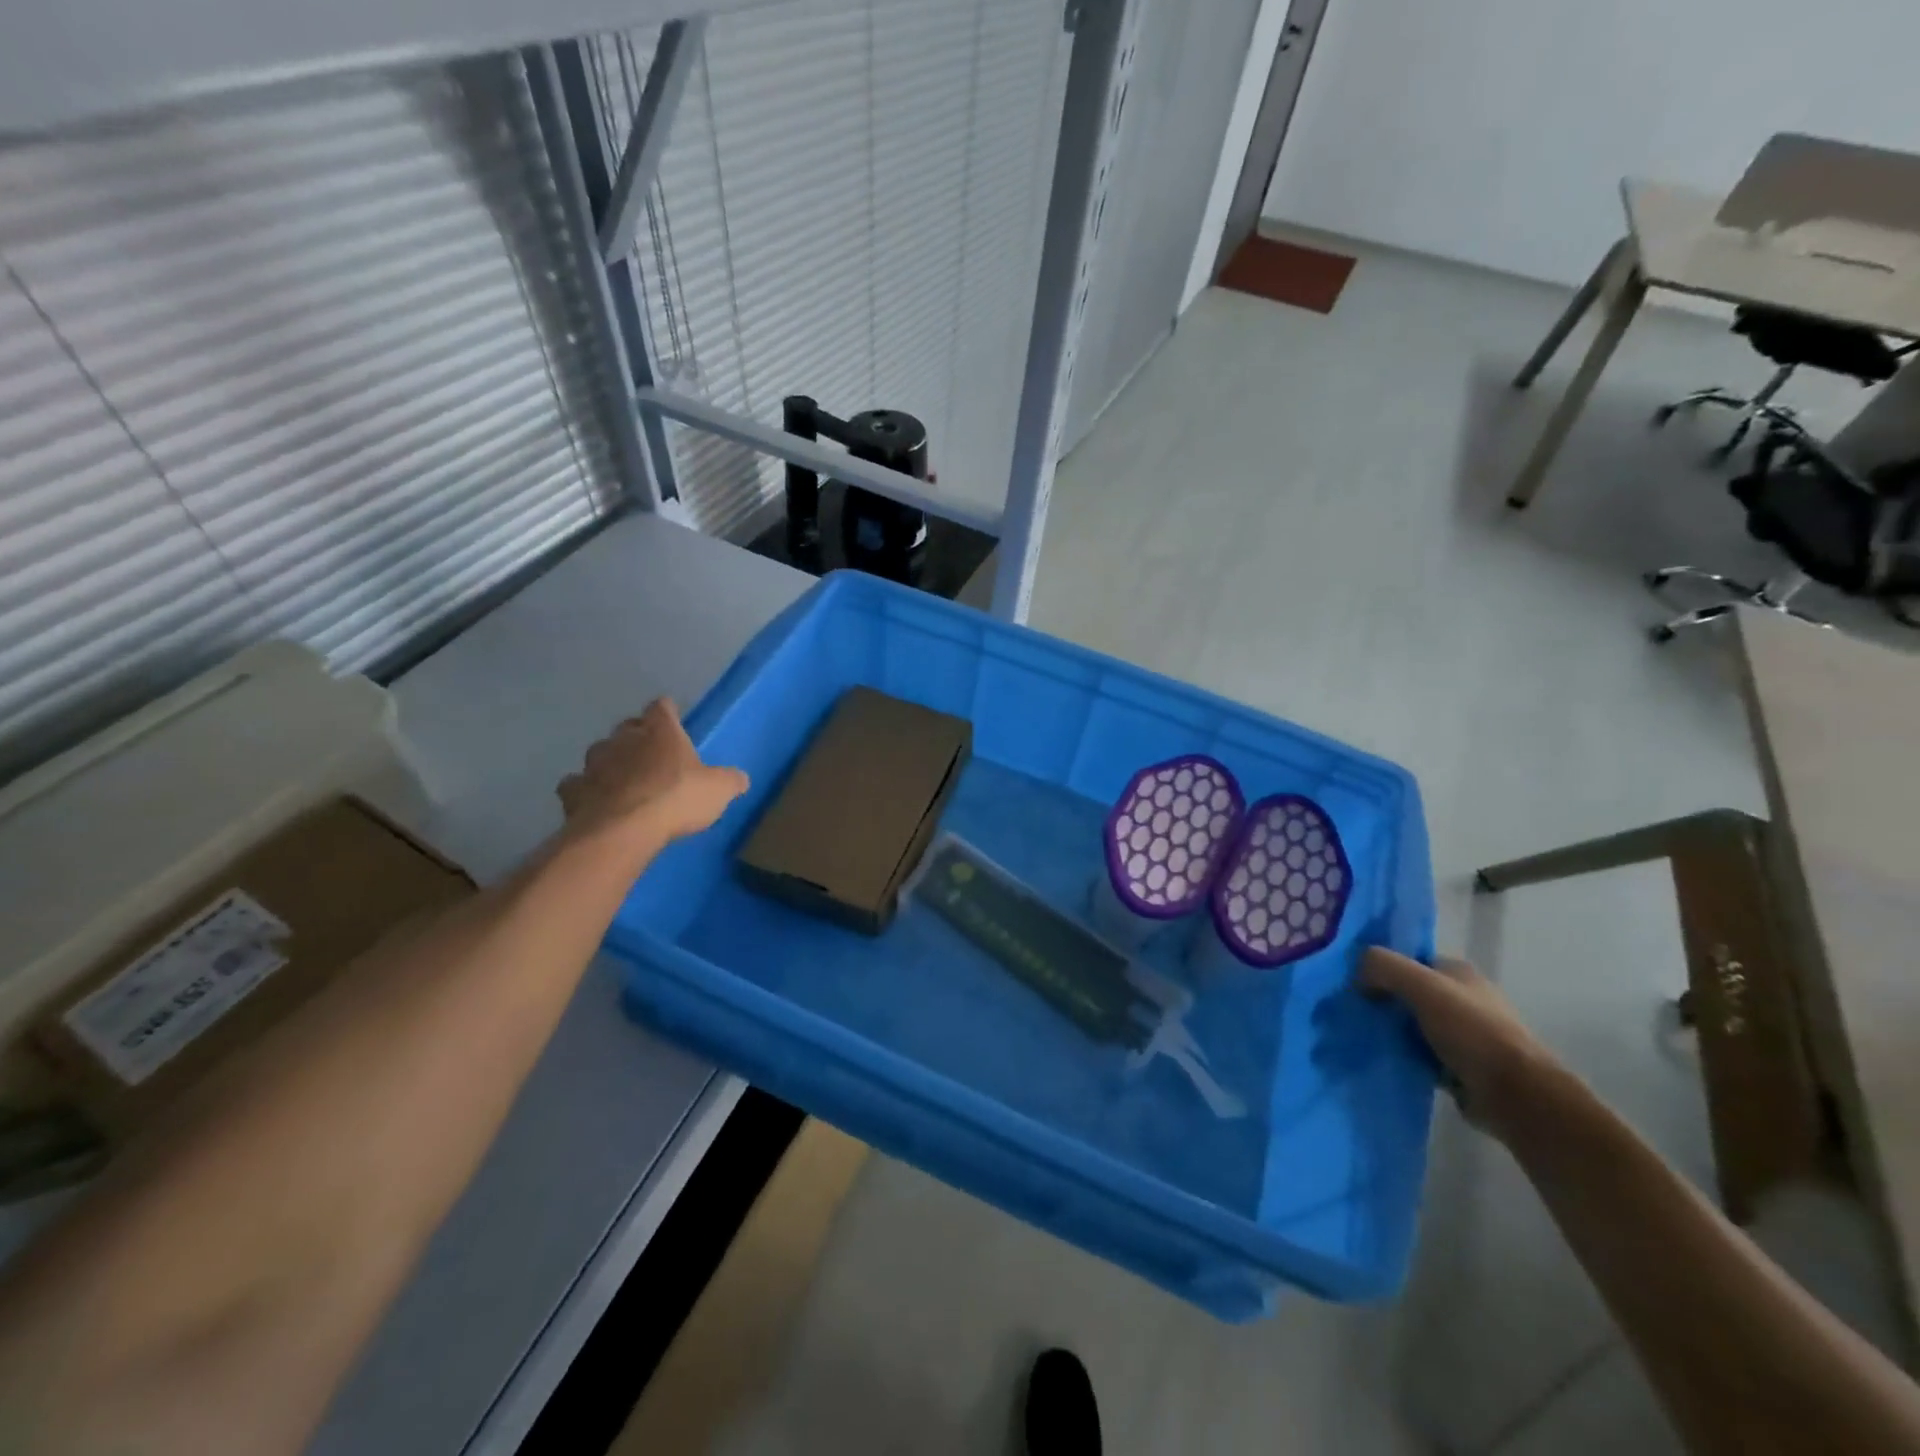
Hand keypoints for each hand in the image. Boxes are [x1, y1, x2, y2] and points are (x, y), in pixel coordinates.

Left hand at [558, 699, 748, 849]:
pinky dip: (585, 790)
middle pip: (628, 727)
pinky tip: (595, 801)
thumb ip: (730, 780)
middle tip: (651, 754)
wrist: (624, 830)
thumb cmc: (677, 798)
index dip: (667, 712)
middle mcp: (624, 739)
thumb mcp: (718, 790)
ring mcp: (594, 763)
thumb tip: (741, 779)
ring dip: (611, 762)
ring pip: (600, 753)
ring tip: (622, 779)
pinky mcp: (573, 790)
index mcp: (660, 731)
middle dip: (637, 737)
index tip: (672, 718)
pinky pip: (577, 784)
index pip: (662, 707)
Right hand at [1359, 948, 1559, 1139]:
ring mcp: (1466, 1035)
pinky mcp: (1462, 1067)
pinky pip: (1422, 1055)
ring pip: (1414, 1026)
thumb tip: (1357, 973)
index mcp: (1459, 973)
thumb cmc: (1470, 1030)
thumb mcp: (1420, 984)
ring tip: (1362, 1037)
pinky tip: (1384, 1060)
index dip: (1382, 968)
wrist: (1516, 1095)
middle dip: (1384, 1002)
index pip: (1410, 961)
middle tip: (1354, 1012)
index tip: (1355, 982)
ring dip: (1392, 1033)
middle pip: (1410, 993)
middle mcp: (1464, 999)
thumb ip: (1383, 966)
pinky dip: (1405, 1057)